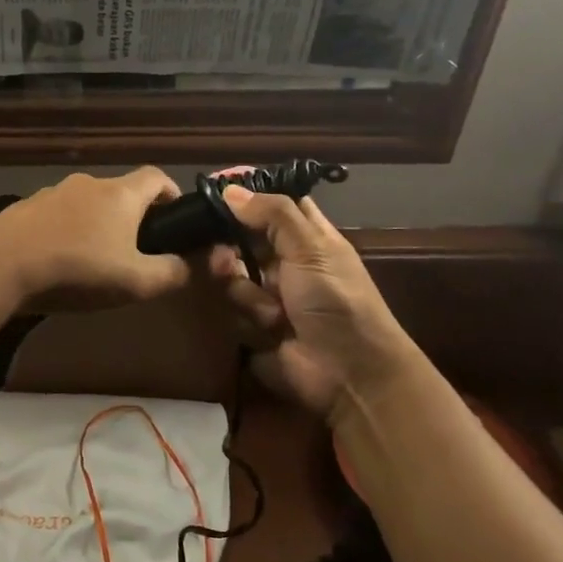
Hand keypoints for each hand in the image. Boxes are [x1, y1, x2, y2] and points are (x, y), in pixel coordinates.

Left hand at [0, 167, 191, 312]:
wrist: (0, 264)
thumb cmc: (77, 269)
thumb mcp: (135, 281)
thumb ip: (174, 273)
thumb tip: (200, 265)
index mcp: (121, 193)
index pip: (157, 176)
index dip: (171, 193)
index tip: (176, 220)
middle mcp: (88, 183)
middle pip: (121, 192)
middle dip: (134, 217)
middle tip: (137, 251)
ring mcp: (52, 192)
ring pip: (87, 204)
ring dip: (97, 225)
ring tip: (94, 261)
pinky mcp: (25, 208)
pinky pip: (57, 216)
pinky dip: (66, 232)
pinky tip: (58, 261)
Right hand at [206, 185, 419, 422]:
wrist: (347, 372)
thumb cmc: (337, 301)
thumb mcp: (312, 248)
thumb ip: (273, 214)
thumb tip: (230, 189)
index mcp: (307, 238)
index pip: (275, 205)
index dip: (249, 196)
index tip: (215, 189)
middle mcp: (284, 262)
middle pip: (241, 240)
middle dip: (229, 246)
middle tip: (224, 254)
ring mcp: (267, 295)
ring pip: (231, 275)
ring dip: (245, 290)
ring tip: (269, 309)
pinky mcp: (252, 326)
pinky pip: (229, 309)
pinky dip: (248, 317)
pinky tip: (270, 328)